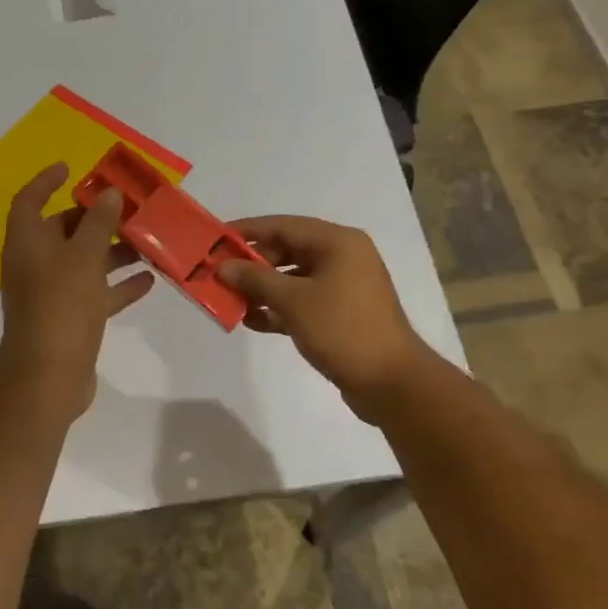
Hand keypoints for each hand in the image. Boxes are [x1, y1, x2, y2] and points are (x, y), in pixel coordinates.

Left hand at [0, 163, 154, 416]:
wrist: (49, 377)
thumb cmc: (61, 306)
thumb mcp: (84, 257)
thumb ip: (99, 223)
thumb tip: (109, 193)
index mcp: (27, 244)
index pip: (29, 200)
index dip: (46, 181)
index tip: (71, 168)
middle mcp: (35, 265)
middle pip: (62, 231)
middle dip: (94, 219)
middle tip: (127, 208)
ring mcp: (52, 294)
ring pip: (84, 262)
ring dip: (112, 252)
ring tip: (147, 243)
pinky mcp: (70, 320)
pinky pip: (96, 294)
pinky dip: (118, 285)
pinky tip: (149, 280)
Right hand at [217, 215, 435, 422]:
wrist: (392, 383)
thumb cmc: (343, 329)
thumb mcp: (294, 301)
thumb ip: (255, 280)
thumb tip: (224, 266)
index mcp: (337, 242)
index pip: (283, 226)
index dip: (247, 231)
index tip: (216, 238)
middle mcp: (343, 257)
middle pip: (288, 250)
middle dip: (252, 264)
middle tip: (219, 274)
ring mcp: (344, 287)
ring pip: (293, 278)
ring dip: (263, 289)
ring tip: (230, 301)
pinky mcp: (341, 313)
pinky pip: (303, 301)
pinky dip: (280, 308)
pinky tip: (253, 321)